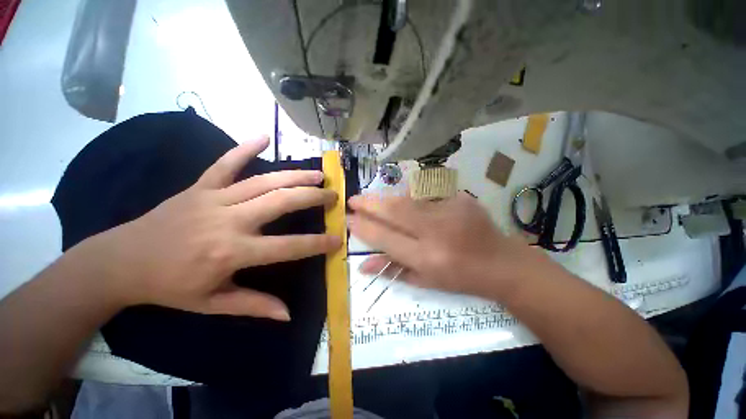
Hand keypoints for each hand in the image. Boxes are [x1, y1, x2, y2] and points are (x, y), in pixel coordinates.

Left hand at [75, 136, 339, 320]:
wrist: (122, 261)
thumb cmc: (170, 286)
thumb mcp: (213, 303)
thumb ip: (254, 306)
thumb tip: (288, 314)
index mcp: (232, 252)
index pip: (287, 246)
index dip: (316, 244)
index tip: (337, 239)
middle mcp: (228, 220)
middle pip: (281, 202)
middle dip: (312, 197)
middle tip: (333, 196)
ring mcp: (213, 199)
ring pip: (264, 181)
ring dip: (295, 175)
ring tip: (318, 174)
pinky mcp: (199, 186)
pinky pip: (225, 163)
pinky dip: (244, 148)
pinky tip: (263, 137)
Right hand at [348, 193, 547, 299]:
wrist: (501, 263)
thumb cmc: (460, 278)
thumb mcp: (425, 281)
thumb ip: (393, 270)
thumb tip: (362, 264)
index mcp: (428, 258)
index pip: (386, 238)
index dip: (364, 228)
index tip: (349, 220)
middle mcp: (437, 232)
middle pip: (394, 211)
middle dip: (369, 204)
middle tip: (352, 200)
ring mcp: (450, 211)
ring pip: (407, 199)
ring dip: (385, 199)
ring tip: (371, 200)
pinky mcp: (460, 199)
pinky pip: (425, 196)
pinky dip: (408, 198)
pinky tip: (400, 201)